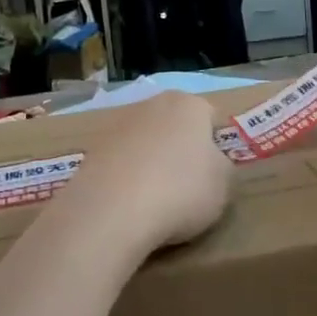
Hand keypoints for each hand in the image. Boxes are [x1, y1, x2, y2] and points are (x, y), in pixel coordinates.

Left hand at [58, 92, 232, 254]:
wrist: (113, 211)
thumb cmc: (181, 191)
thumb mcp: (224, 184)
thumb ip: (222, 166)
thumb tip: (210, 162)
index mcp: (188, 104)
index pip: (211, 117)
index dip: (216, 145)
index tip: (214, 174)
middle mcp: (151, 104)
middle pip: (175, 125)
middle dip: (181, 149)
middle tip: (187, 187)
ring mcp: (117, 126)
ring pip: (145, 142)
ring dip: (151, 162)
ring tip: (156, 200)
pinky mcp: (92, 150)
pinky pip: (121, 163)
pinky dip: (127, 178)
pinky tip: (130, 204)